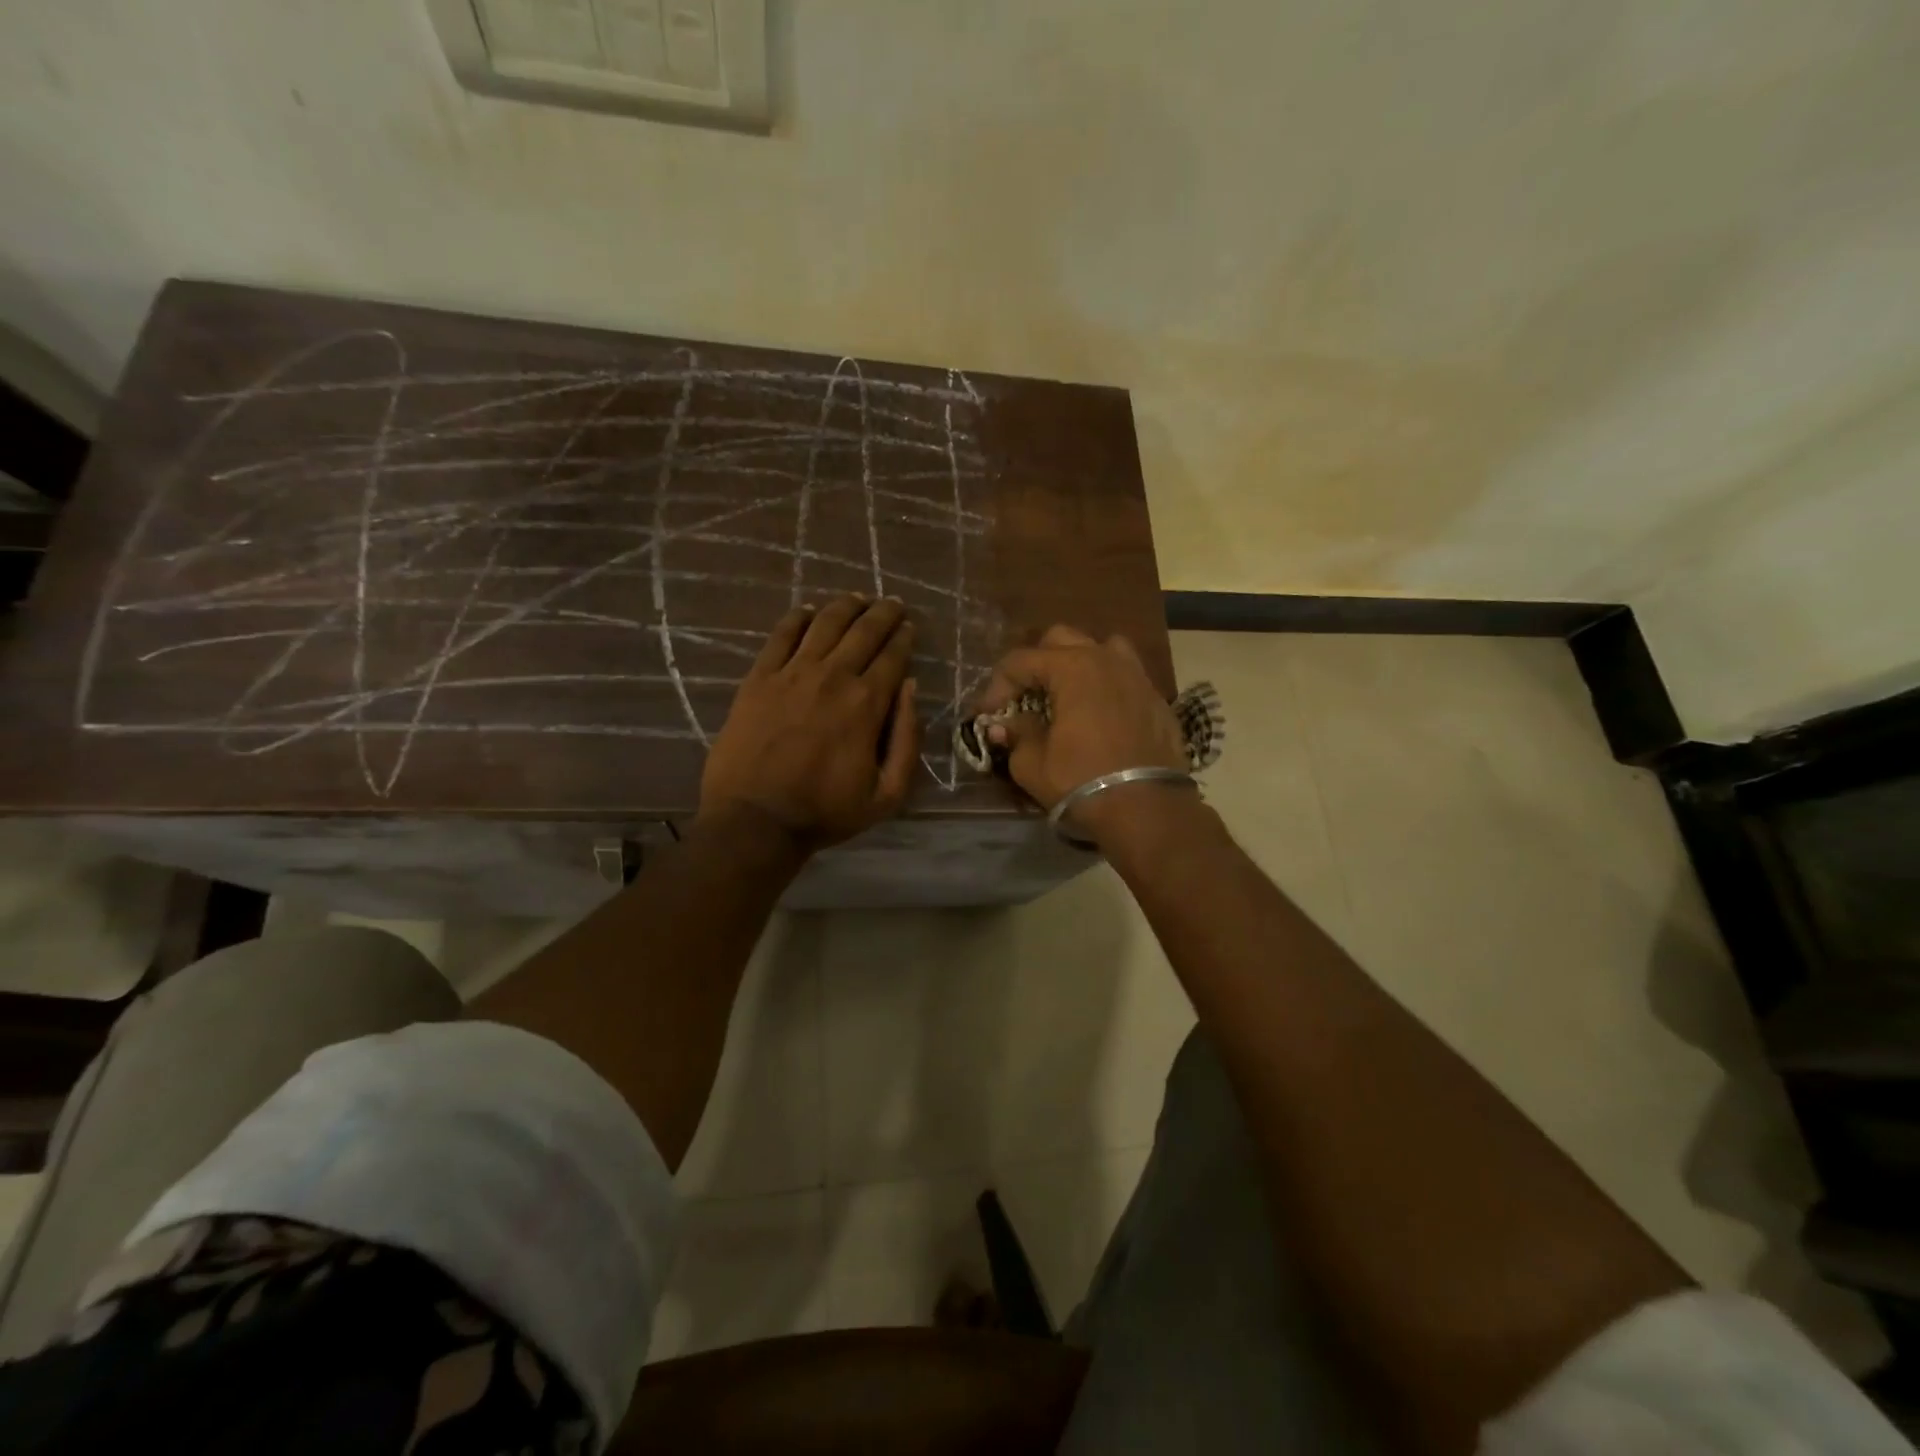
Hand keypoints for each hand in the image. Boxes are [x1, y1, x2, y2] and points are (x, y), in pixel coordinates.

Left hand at [700, 595, 922, 852]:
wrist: (756, 820)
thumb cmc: (826, 811)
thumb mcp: (887, 794)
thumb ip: (907, 739)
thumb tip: (910, 688)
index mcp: (867, 703)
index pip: (892, 655)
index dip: (903, 636)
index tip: (908, 626)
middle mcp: (833, 676)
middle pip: (863, 630)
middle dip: (882, 612)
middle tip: (891, 603)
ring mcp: (792, 673)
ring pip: (824, 624)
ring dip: (845, 606)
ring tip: (857, 599)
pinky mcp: (759, 678)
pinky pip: (781, 636)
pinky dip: (797, 618)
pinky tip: (807, 611)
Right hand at [972, 625, 1187, 839]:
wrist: (1147, 810)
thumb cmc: (1082, 782)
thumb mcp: (1032, 764)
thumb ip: (1016, 735)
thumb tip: (1004, 726)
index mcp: (1072, 667)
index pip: (1020, 660)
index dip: (997, 685)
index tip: (988, 714)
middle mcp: (1106, 659)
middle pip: (1061, 640)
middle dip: (1037, 664)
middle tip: (1025, 697)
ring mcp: (1137, 676)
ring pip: (1102, 648)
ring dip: (1078, 663)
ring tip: (1067, 694)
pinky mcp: (1157, 699)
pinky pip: (1125, 676)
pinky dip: (1106, 686)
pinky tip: (1099, 715)